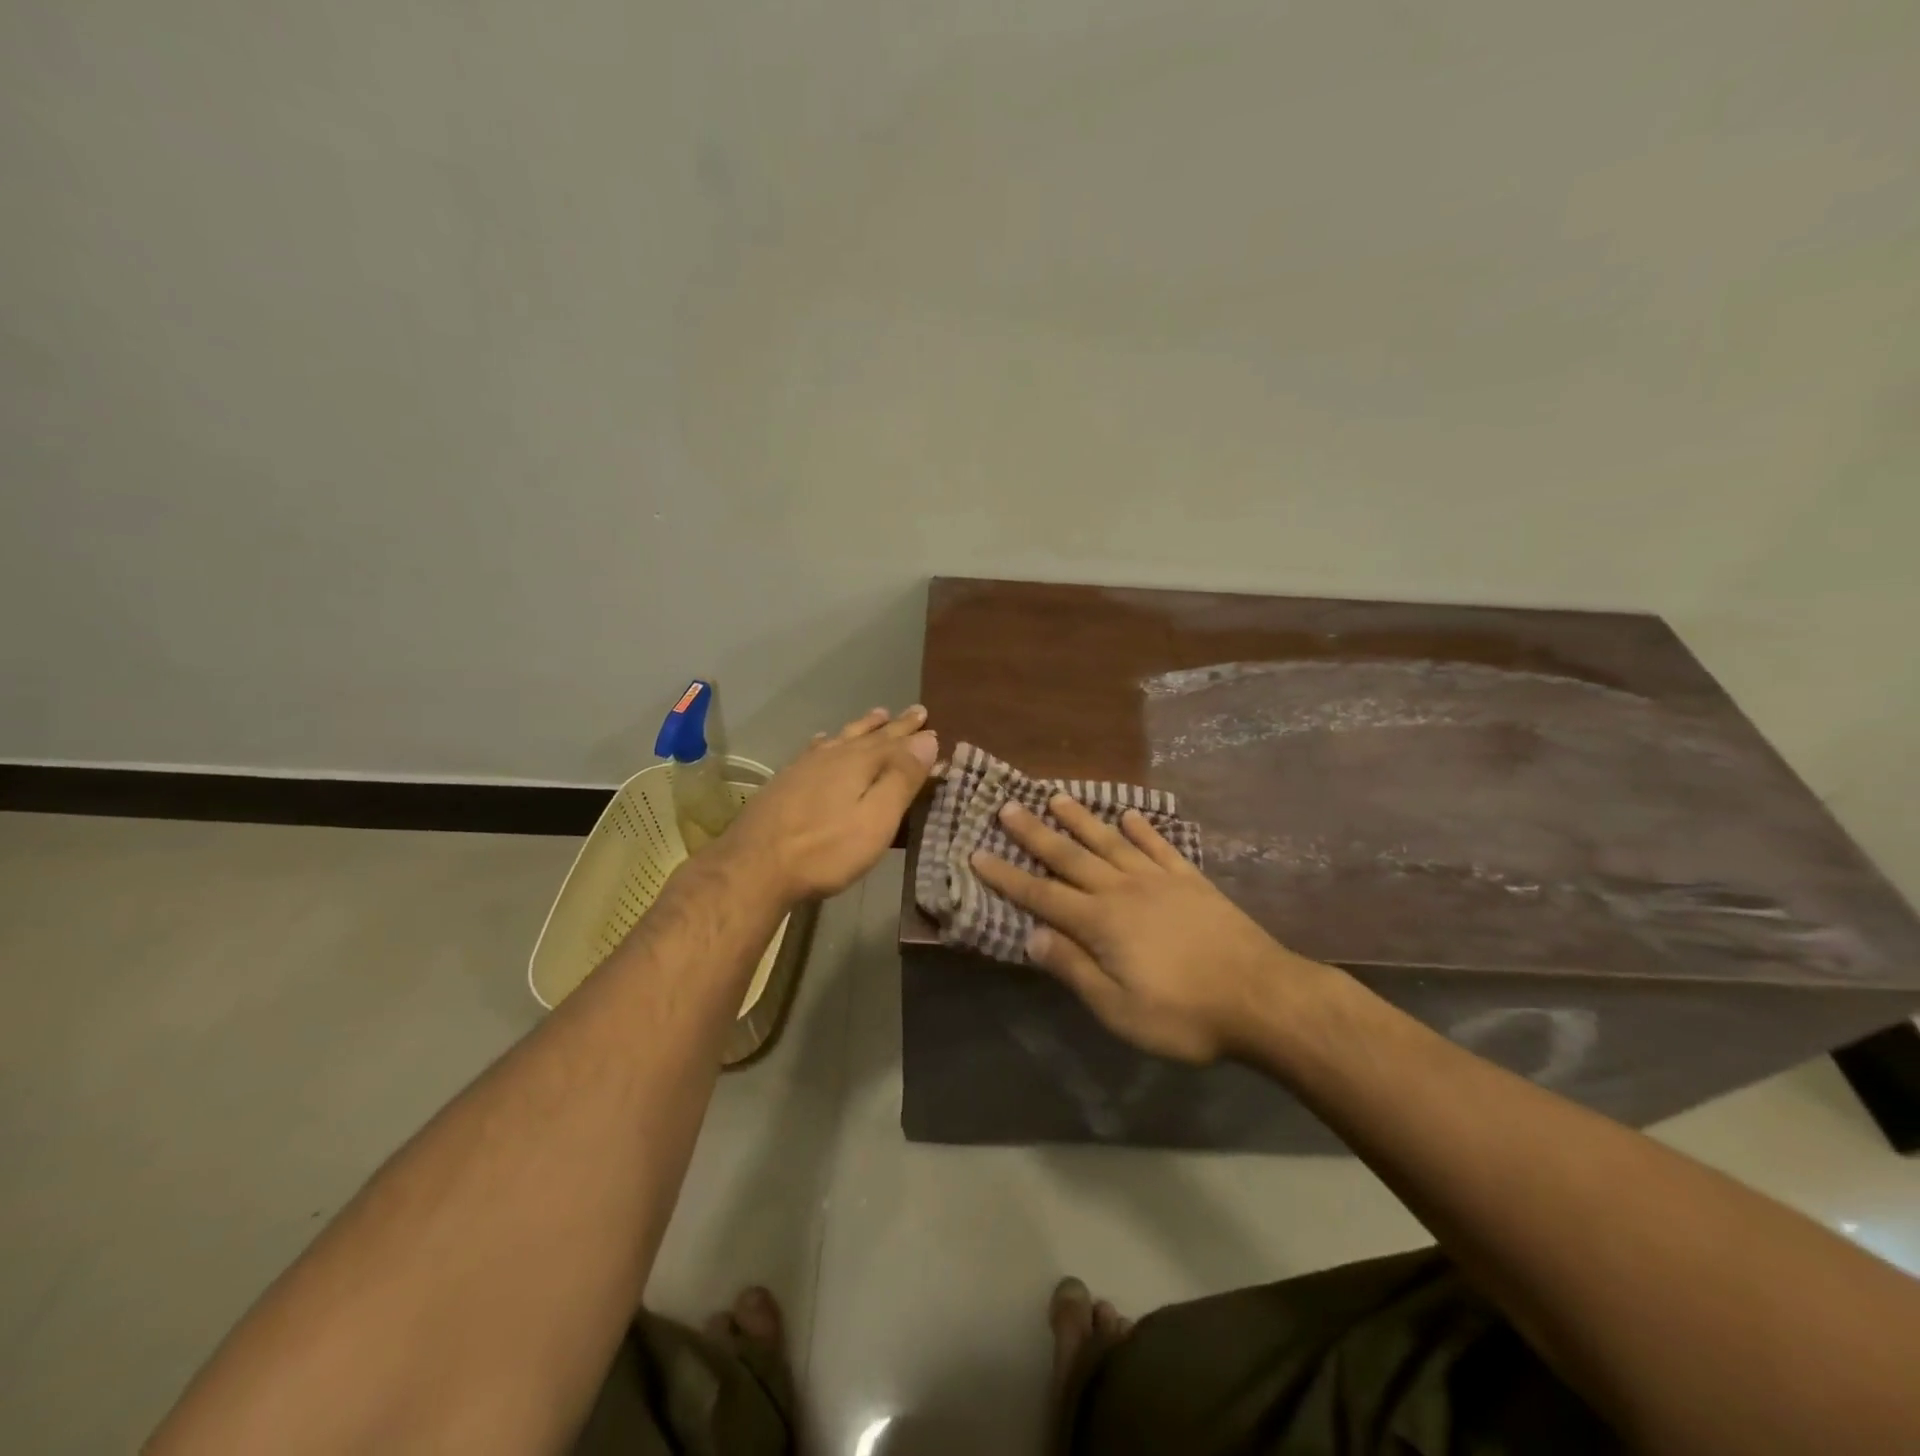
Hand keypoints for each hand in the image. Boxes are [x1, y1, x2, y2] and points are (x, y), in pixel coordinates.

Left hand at [726, 706, 937, 903]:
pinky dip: (827, 740)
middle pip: (870, 735)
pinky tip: (823, 740)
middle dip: (895, 725)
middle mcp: (833, 755)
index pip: (897, 742)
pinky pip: (815, 748)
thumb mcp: (876, 819)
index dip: (916, 736)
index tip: (932, 723)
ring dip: (863, 727)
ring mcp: (806, 766)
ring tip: (877, 715)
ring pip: (842, 737)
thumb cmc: (825, 849)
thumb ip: (902, 779)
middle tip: (915, 711)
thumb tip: (927, 738)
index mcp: (860, 762)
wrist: (755, 866)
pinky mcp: (786, 780)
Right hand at [973, 797, 1322, 1062]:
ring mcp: (1159, 880)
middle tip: (1007, 806)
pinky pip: (1160, 847)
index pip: (1041, 895)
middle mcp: (1123, 890)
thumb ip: (1074, 969)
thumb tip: (1032, 936)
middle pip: (1070, 856)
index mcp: (1100, 923)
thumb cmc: (1185, 1014)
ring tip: (1057, 797)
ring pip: (1111, 842)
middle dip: (1035, 833)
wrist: (1263, 998)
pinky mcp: (1192, 881)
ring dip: (1082, 819)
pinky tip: (1130, 814)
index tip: (978, 853)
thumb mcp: (1119, 1009)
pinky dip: (1143, 829)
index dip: (1007, 876)